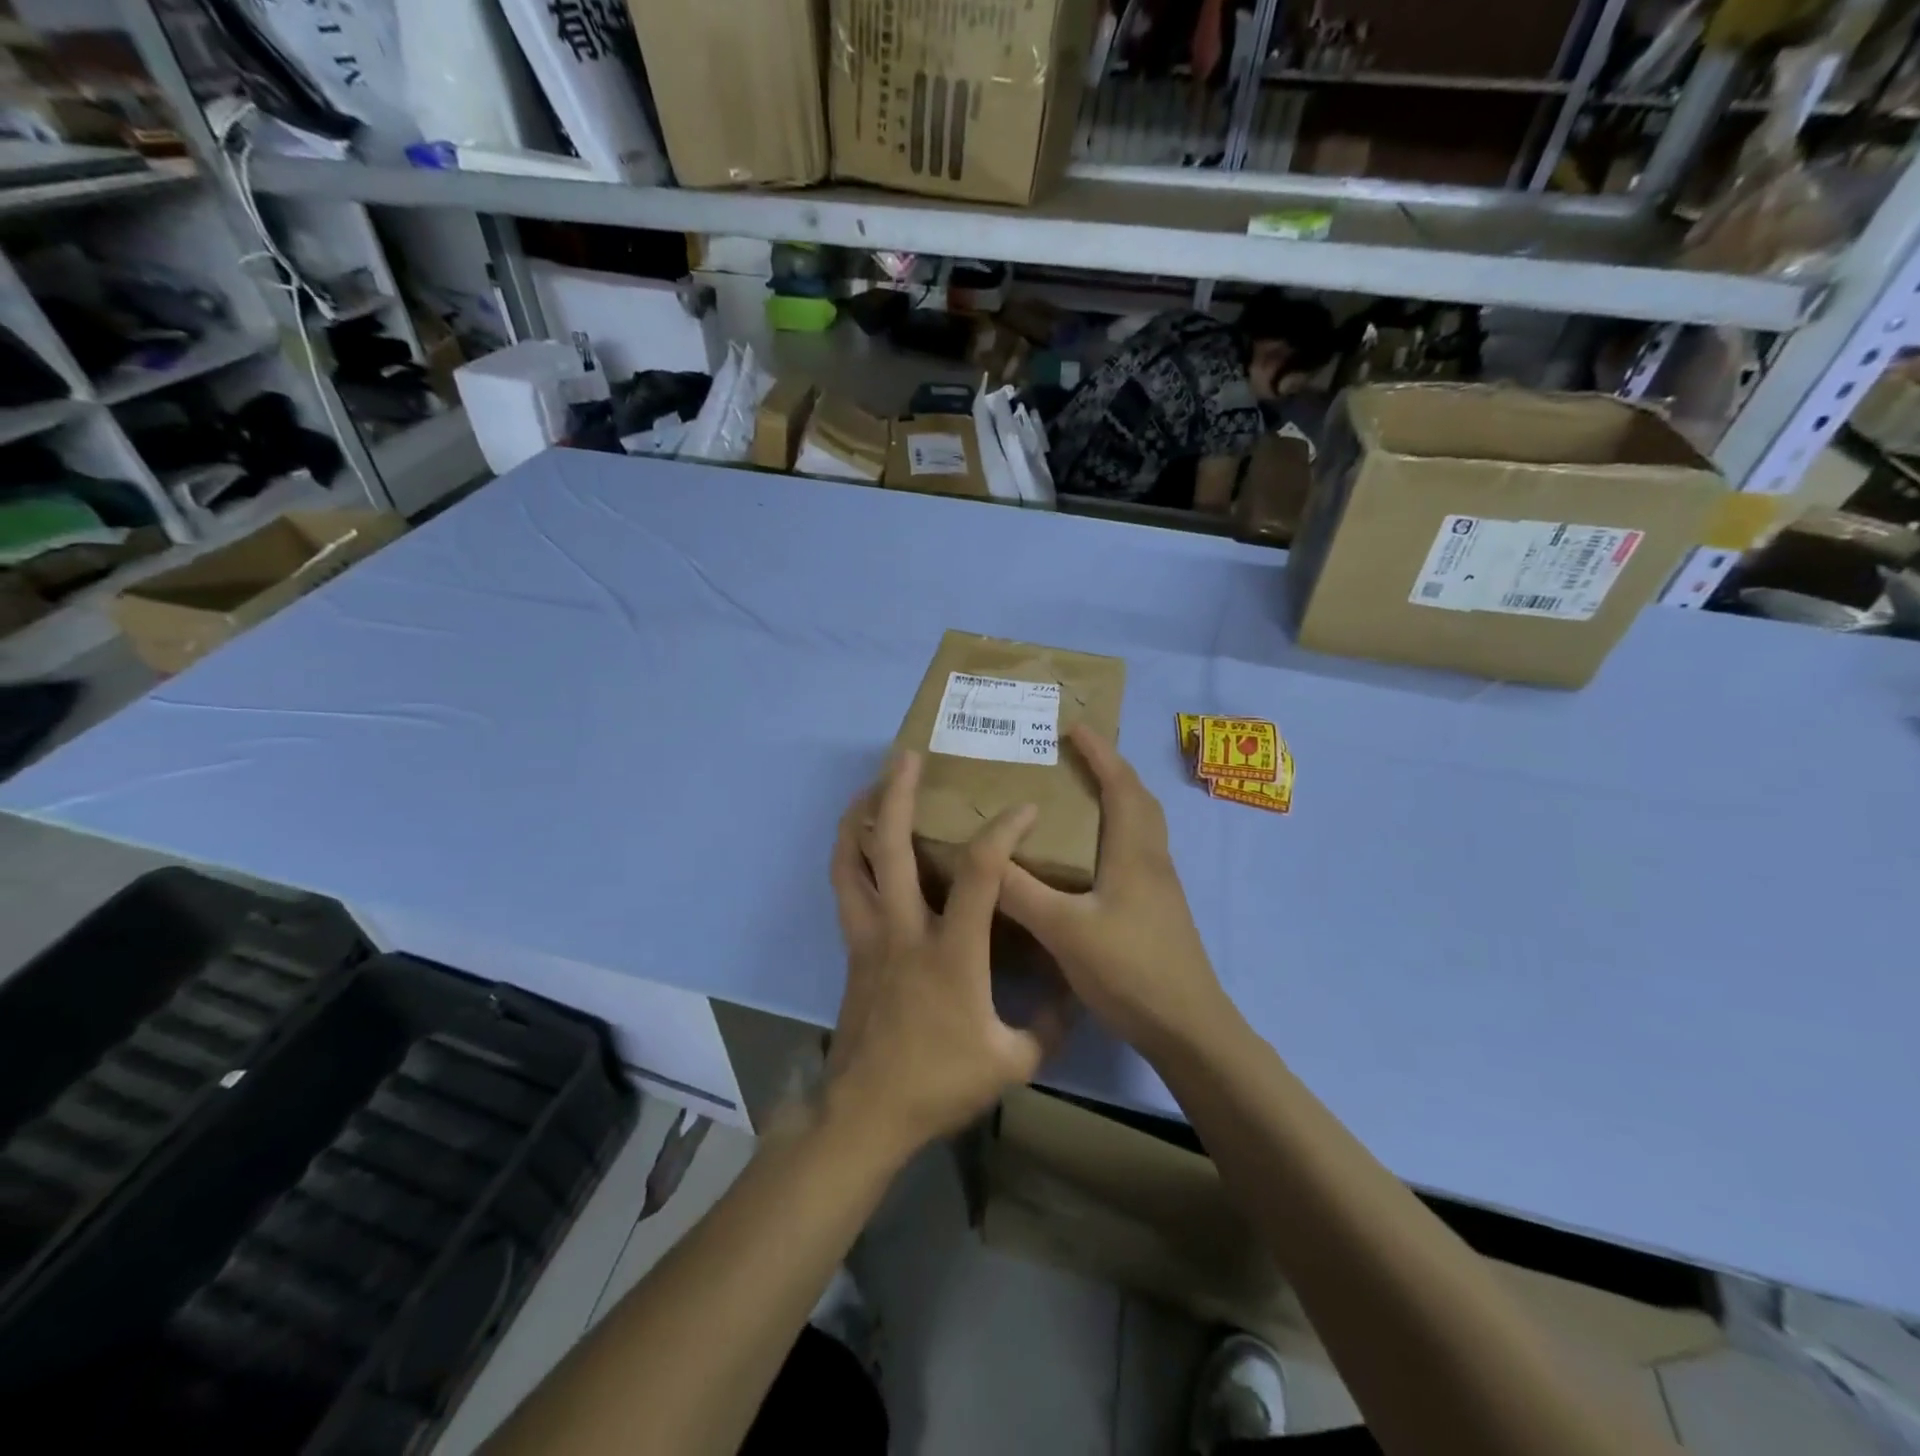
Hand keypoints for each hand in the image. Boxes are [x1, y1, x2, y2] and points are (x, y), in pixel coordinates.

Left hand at [825, 752, 1072, 1159]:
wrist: (866, 1114)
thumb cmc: (940, 1083)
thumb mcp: (1013, 1061)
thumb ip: (1048, 1022)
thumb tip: (1071, 988)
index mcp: (951, 951)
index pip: (979, 873)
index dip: (1002, 832)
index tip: (1022, 808)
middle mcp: (904, 930)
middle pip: (891, 848)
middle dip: (897, 795)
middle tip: (906, 756)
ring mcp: (870, 938)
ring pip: (851, 865)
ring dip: (857, 821)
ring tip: (868, 789)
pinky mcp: (853, 951)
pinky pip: (845, 891)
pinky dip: (849, 859)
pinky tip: (858, 847)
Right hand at [999, 724, 1227, 1054]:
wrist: (1188, 1028)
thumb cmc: (1130, 970)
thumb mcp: (1065, 930)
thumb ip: (1021, 893)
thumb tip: (982, 857)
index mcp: (1135, 852)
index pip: (1120, 785)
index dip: (1099, 752)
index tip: (1074, 727)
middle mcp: (1152, 860)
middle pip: (1138, 799)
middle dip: (1109, 769)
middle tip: (1074, 757)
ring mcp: (1159, 887)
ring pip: (1140, 826)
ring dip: (1116, 800)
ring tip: (1077, 797)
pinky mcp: (1157, 910)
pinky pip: (1136, 851)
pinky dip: (1115, 833)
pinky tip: (1087, 859)